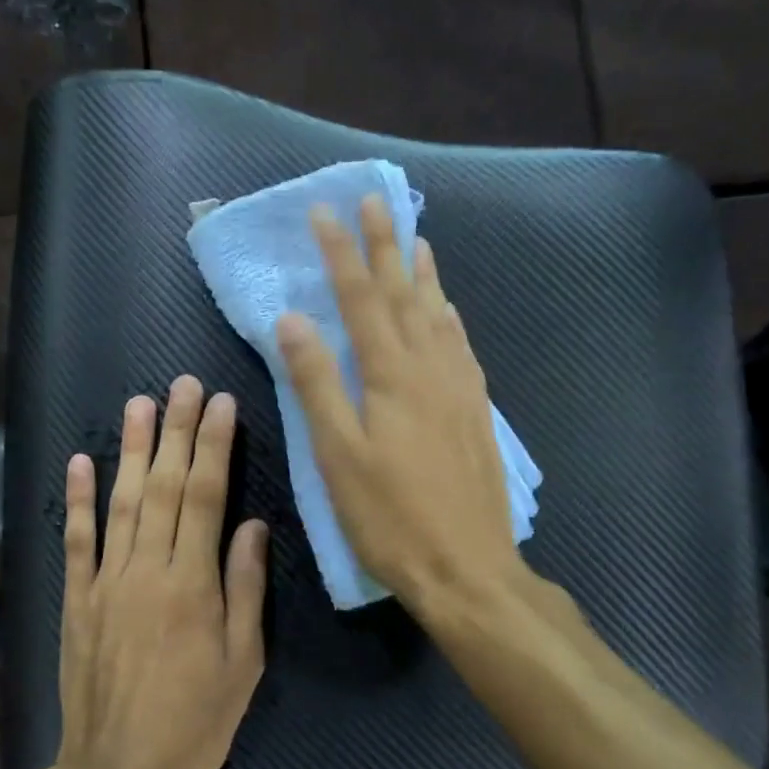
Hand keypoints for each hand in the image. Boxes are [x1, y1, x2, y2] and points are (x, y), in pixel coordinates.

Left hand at [53, 377, 268, 768]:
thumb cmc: (195, 721)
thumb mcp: (243, 662)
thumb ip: (246, 588)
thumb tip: (253, 525)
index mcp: (194, 583)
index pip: (206, 496)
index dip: (214, 446)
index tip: (219, 404)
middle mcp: (148, 569)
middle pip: (165, 487)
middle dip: (176, 431)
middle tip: (182, 384)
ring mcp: (107, 581)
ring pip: (122, 502)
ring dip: (131, 450)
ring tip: (138, 403)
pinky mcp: (78, 600)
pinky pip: (77, 542)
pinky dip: (78, 500)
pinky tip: (80, 462)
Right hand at [275, 196, 524, 616]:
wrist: (468, 567)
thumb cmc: (391, 516)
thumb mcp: (339, 454)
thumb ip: (317, 383)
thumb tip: (292, 320)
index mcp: (392, 374)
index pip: (361, 298)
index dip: (341, 253)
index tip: (325, 212)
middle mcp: (431, 367)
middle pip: (405, 293)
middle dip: (386, 244)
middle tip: (376, 201)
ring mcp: (459, 386)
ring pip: (439, 313)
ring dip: (423, 273)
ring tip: (415, 239)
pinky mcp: (475, 409)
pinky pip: (461, 345)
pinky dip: (450, 316)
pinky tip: (449, 310)